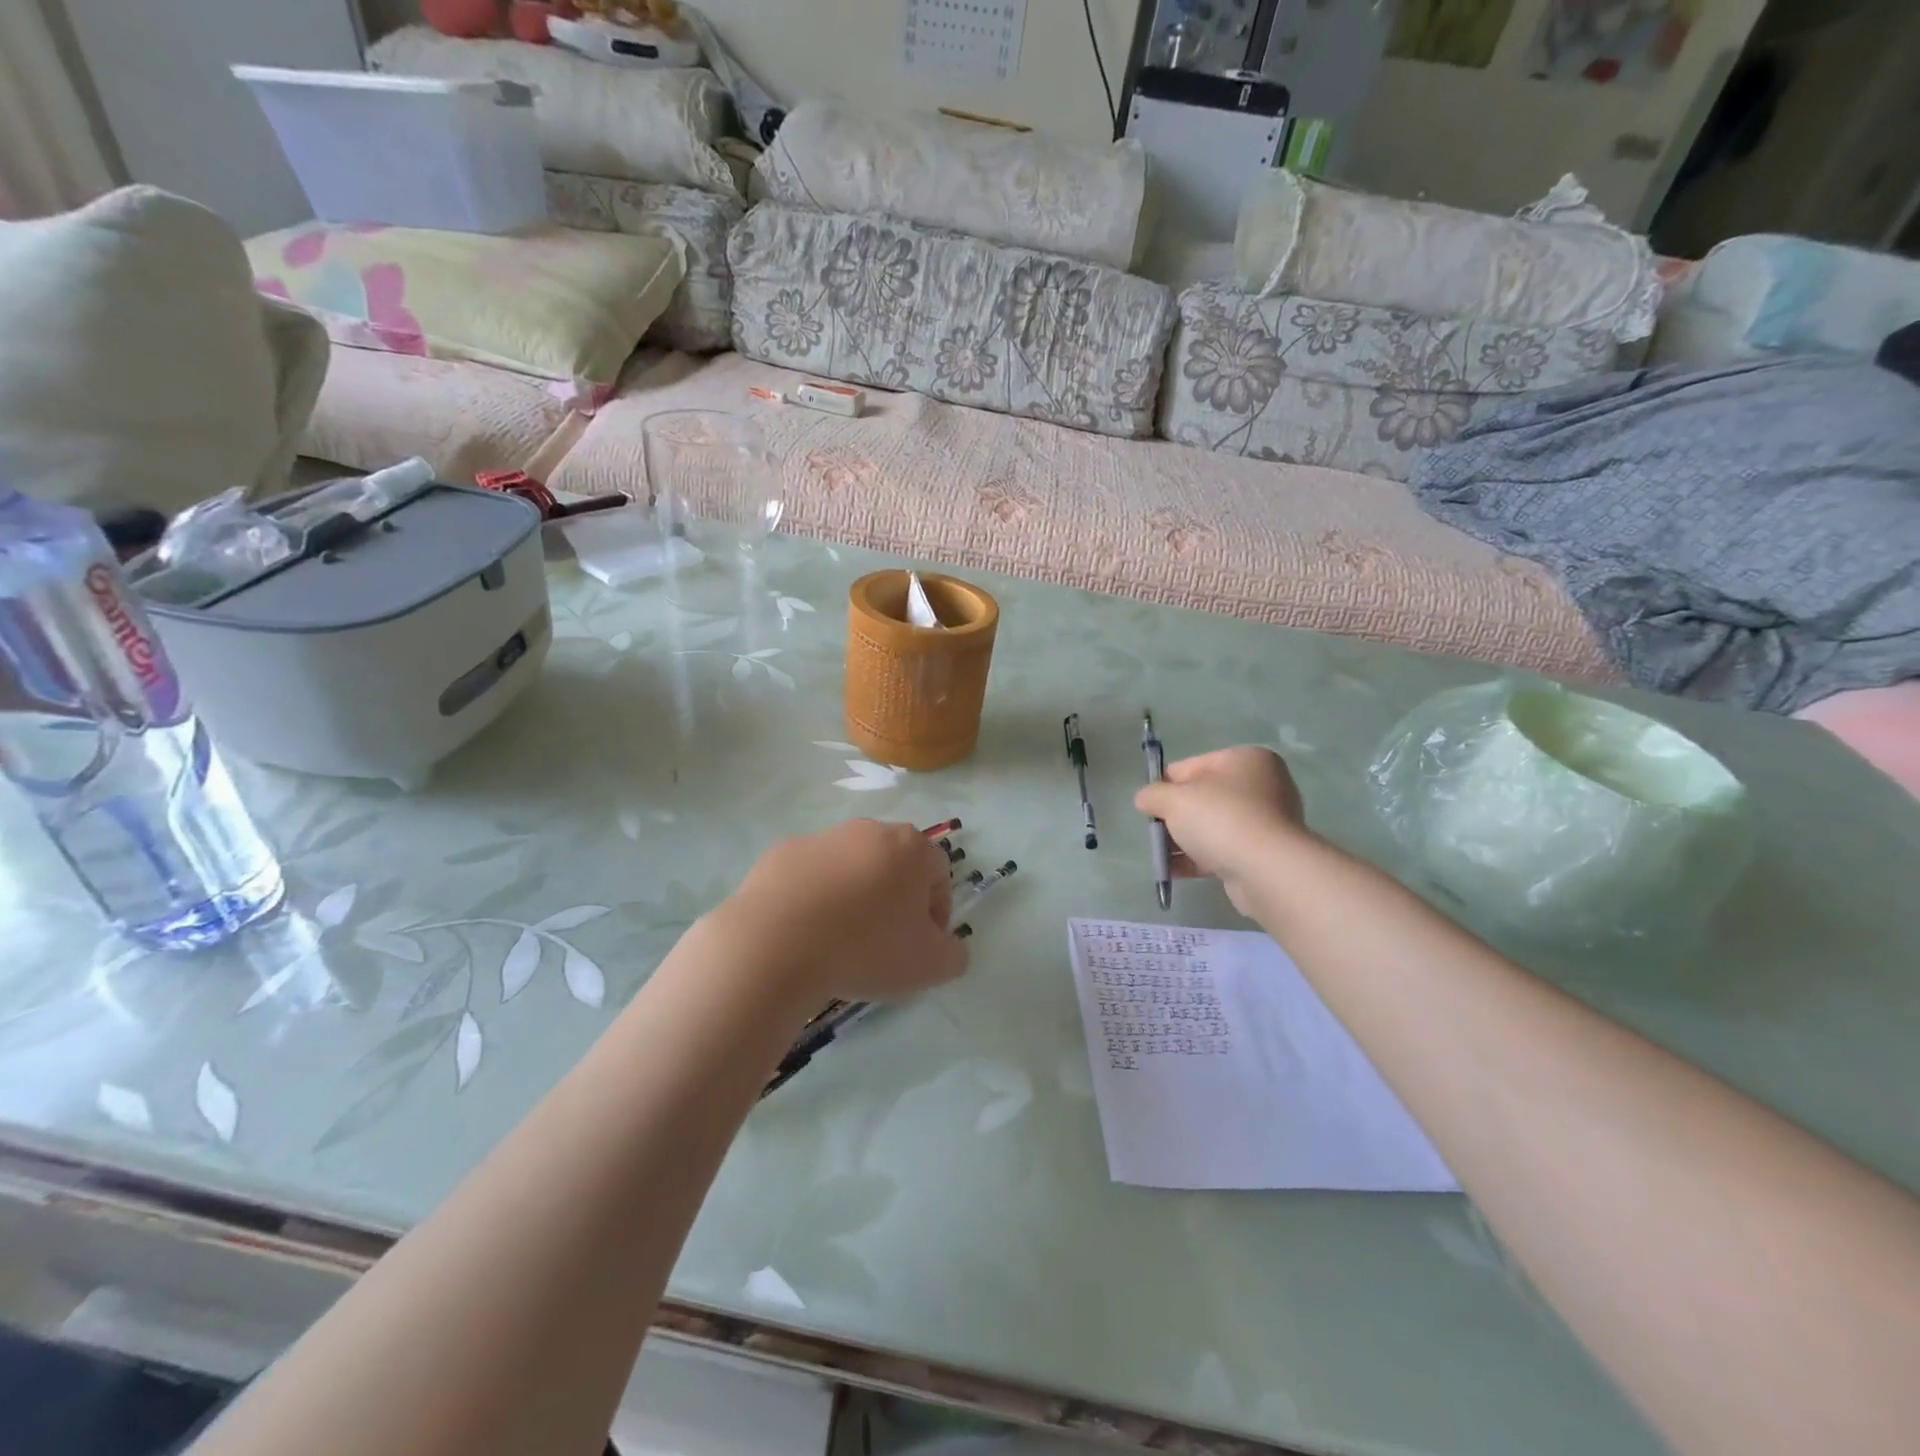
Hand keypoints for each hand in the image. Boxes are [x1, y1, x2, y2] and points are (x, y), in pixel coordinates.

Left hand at [713, 820, 965, 1004]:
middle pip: (894, 863)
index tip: (922, 945)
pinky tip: (805, 931)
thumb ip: (953, 954)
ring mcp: (822, 837)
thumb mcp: (929, 966)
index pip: (939, 872)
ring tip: (840, 939)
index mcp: (910, 847)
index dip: (937, 911)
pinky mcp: (782, 852)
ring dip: (854, 895)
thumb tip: (948, 946)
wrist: (776, 943)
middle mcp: (869, 830)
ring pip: (850, 866)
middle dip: (895, 898)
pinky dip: (814, 896)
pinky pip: (810, 875)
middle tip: (884, 941)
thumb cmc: (865, 948)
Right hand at [1135, 747, 1308, 915]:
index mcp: (1245, 759)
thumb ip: (1152, 794)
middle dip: (1176, 816)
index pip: (1191, 766)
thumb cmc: (1220, 819)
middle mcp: (1261, 784)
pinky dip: (1198, 858)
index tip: (1150, 806)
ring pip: (1212, 826)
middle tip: (1157, 831)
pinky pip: (1223, 849)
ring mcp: (1265, 820)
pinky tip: (1173, 871)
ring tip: (1161, 856)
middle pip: (1202, 797)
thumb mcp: (1174, 800)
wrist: (1266, 870)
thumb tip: (1144, 798)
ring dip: (1184, 840)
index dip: (1165, 785)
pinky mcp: (1264, 852)